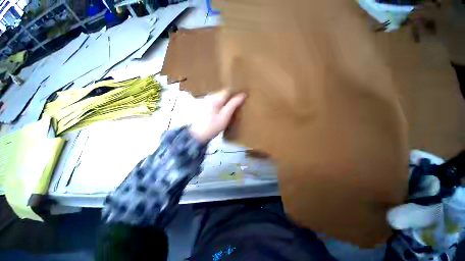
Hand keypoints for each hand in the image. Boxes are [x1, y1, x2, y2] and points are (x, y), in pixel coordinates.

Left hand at [189, 90, 246, 142]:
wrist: (198, 135)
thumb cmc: (213, 126)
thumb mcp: (225, 116)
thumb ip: (234, 104)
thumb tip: (243, 94)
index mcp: (216, 98)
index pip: (229, 90)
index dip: (237, 92)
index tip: (244, 96)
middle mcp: (210, 96)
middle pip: (223, 92)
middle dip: (232, 96)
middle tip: (240, 101)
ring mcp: (205, 100)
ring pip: (219, 97)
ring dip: (226, 100)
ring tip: (233, 105)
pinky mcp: (204, 105)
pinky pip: (215, 101)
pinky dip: (221, 103)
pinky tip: (223, 109)